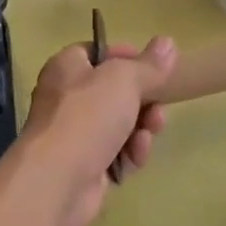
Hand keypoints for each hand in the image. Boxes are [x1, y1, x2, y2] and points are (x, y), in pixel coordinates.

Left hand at [15, 36, 176, 225]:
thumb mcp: (125, 79)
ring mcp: (75, 134)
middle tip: (158, 107)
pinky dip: (130, 153)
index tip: (153, 68)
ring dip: (142, 128)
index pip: (99, 52)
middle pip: (116, 91)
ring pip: (121, 123)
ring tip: (148, 135)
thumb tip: (168, 42)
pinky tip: (135, 158)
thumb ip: (149, 64)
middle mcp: (68, 98)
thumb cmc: (87, 117)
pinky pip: (117, 152)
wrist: (57, 183)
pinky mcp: (85, 166)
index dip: (127, 56)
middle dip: (144, 100)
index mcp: (68, 68)